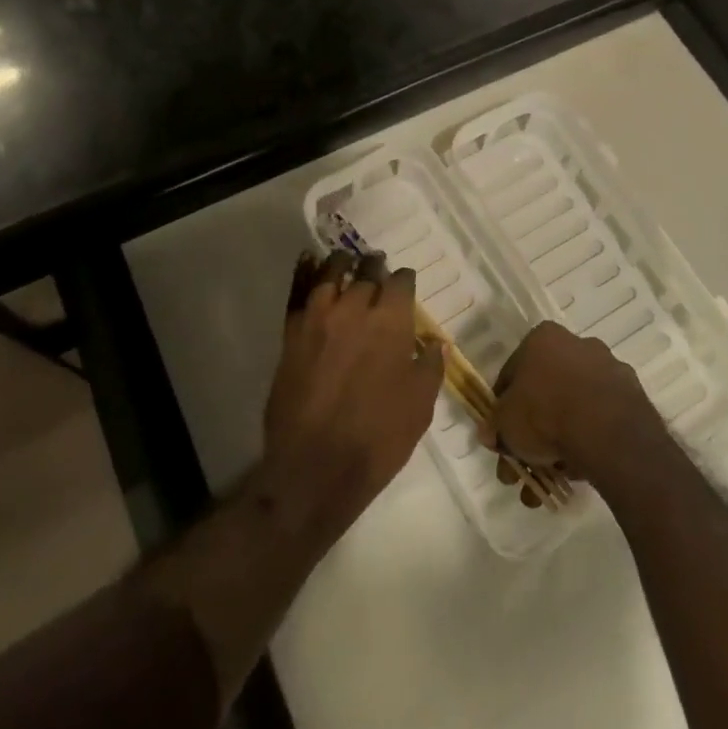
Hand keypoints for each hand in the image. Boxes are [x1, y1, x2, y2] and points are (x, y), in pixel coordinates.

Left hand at [261, 250, 442, 534]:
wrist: (315, 467)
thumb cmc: (378, 438)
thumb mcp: (420, 406)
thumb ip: (429, 367)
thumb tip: (435, 343)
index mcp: (391, 322)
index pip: (401, 283)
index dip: (405, 280)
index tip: (405, 283)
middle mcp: (355, 309)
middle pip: (366, 273)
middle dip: (375, 268)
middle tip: (377, 266)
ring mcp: (318, 318)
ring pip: (330, 274)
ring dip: (342, 264)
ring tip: (346, 261)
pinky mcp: (291, 334)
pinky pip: (298, 292)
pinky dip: (304, 272)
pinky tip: (308, 261)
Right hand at [486, 321, 657, 493]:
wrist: (607, 431)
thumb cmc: (545, 413)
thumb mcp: (505, 423)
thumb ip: (495, 427)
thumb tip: (490, 434)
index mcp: (543, 338)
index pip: (513, 373)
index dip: (503, 408)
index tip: (502, 435)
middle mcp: (578, 345)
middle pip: (546, 392)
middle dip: (532, 433)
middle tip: (524, 467)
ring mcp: (609, 370)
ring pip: (574, 409)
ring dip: (560, 443)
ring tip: (550, 482)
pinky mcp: (633, 398)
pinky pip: (600, 421)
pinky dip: (588, 443)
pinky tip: (578, 474)